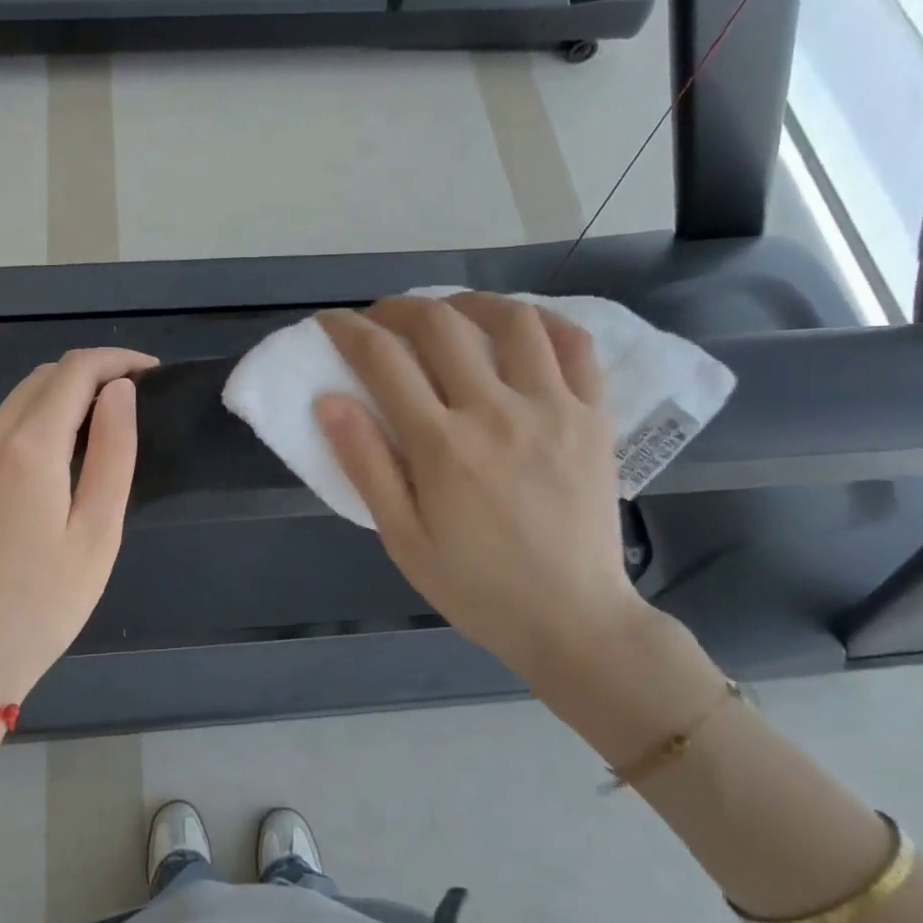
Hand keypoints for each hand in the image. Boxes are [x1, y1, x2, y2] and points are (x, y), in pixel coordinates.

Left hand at [0, 347, 155, 705]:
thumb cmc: (42, 606)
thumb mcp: (97, 532)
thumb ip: (112, 453)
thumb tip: (119, 392)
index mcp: (26, 448)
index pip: (75, 372)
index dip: (117, 361)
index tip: (154, 373)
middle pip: (43, 378)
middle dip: (93, 374)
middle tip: (137, 400)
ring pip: (19, 402)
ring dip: (65, 397)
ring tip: (108, 426)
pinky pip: (2, 430)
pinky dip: (39, 422)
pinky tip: (63, 456)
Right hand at [315, 295, 663, 702]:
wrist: (572, 619)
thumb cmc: (476, 587)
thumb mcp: (403, 539)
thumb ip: (365, 465)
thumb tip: (328, 400)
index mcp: (442, 446)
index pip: (383, 360)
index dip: (348, 331)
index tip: (331, 322)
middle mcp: (496, 411)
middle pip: (440, 325)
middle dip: (398, 308)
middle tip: (380, 318)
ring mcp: (553, 408)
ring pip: (511, 319)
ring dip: (468, 303)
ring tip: (447, 314)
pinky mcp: (594, 416)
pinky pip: (574, 345)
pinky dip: (542, 321)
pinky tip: (519, 327)